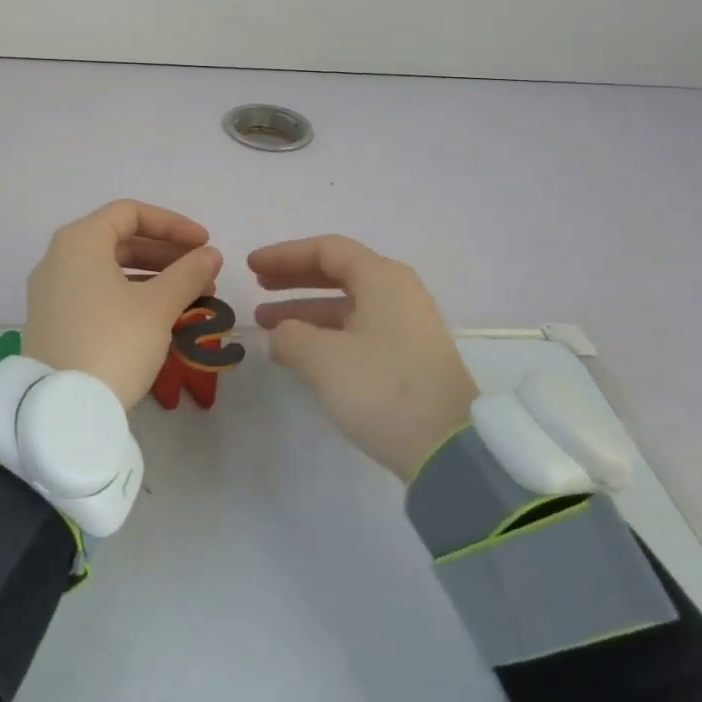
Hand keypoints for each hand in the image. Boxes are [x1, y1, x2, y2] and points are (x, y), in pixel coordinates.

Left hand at [25, 200, 223, 408]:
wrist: (62, 410)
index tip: (204, 244)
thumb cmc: (113, 343)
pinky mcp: (53, 321)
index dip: (172, 224)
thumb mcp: (158, 306)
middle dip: (166, 254)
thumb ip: (188, 273)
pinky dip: (130, 296)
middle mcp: (59, 257)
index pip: (130, 213)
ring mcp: (51, 291)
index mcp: (80, 241)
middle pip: (119, 240)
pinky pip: (96, 293)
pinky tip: (160, 317)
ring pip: (110, 269)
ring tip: (192, 298)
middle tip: (202, 273)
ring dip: (153, 277)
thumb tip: (210, 254)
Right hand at [251, 235, 477, 480]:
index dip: (284, 255)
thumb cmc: (382, 388)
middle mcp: (398, 292)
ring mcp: (407, 325)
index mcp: (382, 278)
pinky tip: (300, 352)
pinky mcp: (409, 357)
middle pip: (337, 272)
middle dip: (294, 278)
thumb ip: (291, 336)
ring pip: (346, 304)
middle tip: (258, 286)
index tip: (251, 266)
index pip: (326, 250)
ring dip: (305, 310)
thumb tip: (282, 335)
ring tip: (267, 324)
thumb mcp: (323, 359)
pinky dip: (325, 333)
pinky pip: (358, 329)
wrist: (450, 451)